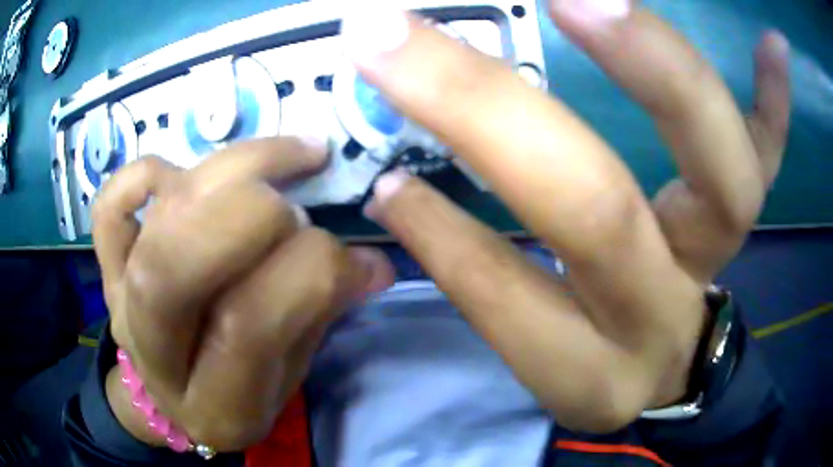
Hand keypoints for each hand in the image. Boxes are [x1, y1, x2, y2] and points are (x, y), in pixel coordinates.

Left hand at [93, 138, 393, 450]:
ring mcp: (119, 302)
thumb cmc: (235, 395)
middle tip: (298, 205)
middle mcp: (153, 352)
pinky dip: (146, 171)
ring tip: (289, 156)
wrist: (164, 401)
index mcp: (213, 404)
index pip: (248, 326)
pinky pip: (110, 204)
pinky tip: (188, 172)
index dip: (311, 272)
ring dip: (232, 168)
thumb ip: (320, 317)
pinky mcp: (106, 268)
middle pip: (177, 261)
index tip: (354, 257)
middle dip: (252, 212)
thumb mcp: (286, 378)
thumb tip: (373, 263)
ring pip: (156, 215)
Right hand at [345, 1, 789, 431]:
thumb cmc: (591, 359)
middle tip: (407, 37)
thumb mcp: (530, 351)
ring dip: (664, 76)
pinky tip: (772, 44)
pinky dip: (775, 98)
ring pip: (720, 176)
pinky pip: (771, 155)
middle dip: (496, 118)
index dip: (443, 235)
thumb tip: (399, 190)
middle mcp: (660, 313)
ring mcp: (716, 259)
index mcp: (588, 367)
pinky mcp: (745, 224)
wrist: (661, 366)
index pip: (507, 296)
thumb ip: (468, 268)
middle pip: (598, 213)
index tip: (386, 173)